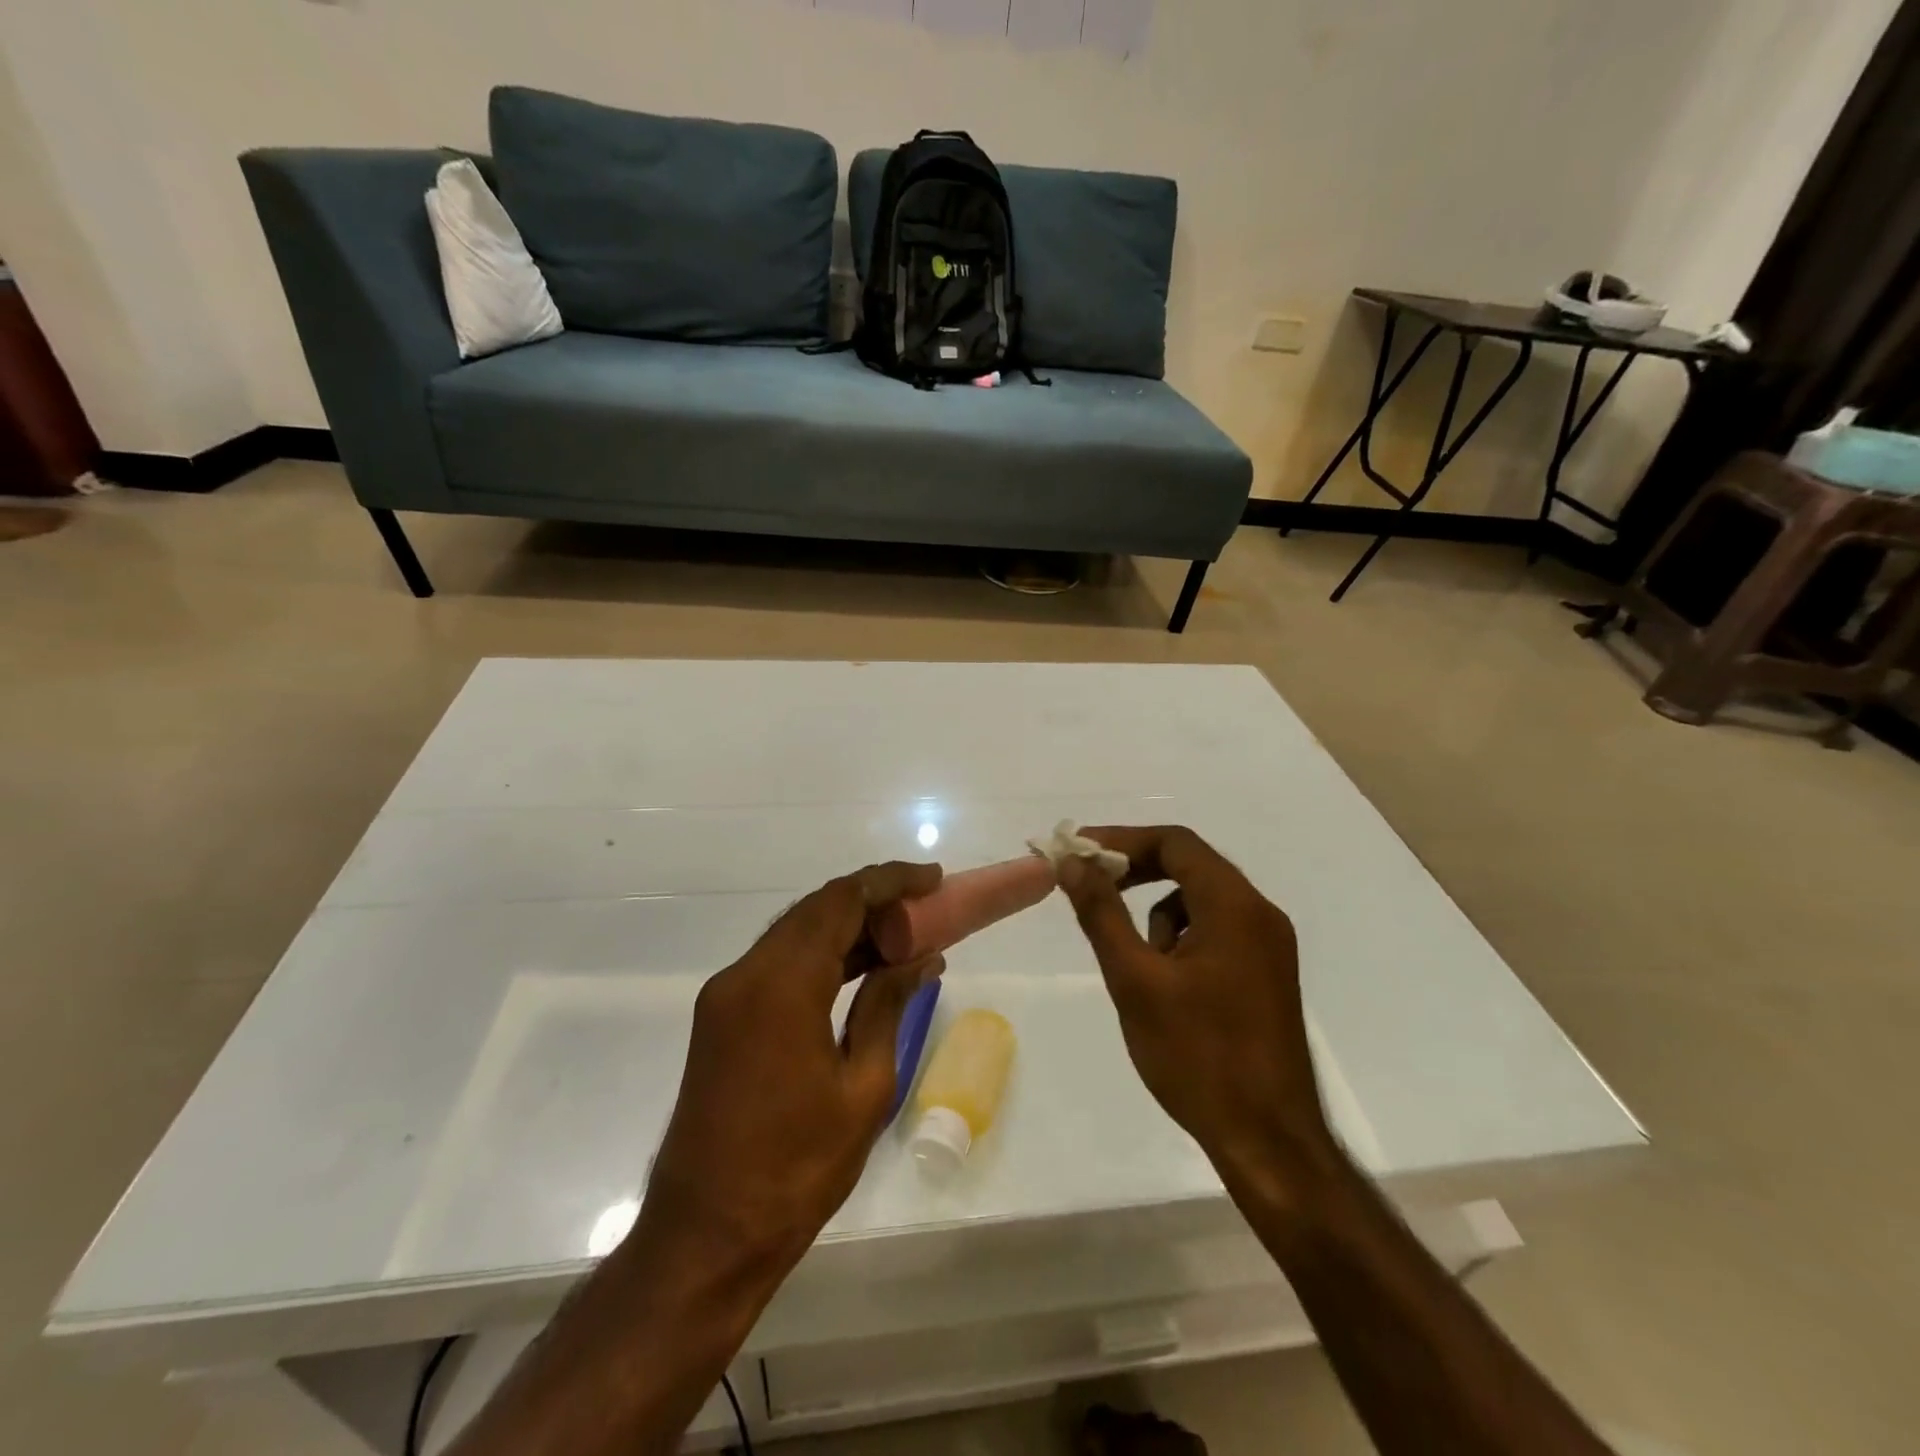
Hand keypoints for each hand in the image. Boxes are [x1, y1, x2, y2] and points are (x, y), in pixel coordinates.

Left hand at [637, 862, 944, 1284]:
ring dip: (847, 926)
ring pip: (796, 932)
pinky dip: (821, 955)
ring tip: (903, 936)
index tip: (933, 879)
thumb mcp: (864, 1087)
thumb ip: (888, 1006)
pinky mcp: (721, 1017)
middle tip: (925, 908)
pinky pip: (778, 963)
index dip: (889, 881)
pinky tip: (860, 968)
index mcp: (781, 985)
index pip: (841, 901)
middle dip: (872, 899)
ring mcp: (727, 994)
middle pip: (816, 909)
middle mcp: (745, 974)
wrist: (705, 1237)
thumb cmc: (796, 1169)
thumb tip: (921, 958)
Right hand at [1056, 827, 1332, 1187]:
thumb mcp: (1135, 980)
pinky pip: (1216, 931)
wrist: (1269, 1142)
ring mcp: (1268, 946)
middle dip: (1135, 871)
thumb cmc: (1197, 1056)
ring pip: (1201, 901)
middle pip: (1190, 865)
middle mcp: (1259, 914)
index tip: (1079, 852)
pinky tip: (1166, 985)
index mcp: (1235, 906)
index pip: (1175, 842)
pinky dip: (1181, 938)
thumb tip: (1074, 863)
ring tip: (1135, 963)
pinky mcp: (1266, 974)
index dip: (1122, 839)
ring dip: (1158, 912)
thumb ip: (1102, 913)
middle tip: (1089, 886)